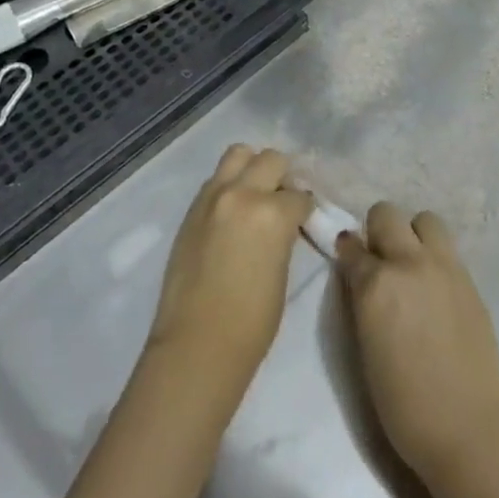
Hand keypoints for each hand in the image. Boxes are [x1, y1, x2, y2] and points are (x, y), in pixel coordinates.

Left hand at [148, 145, 311, 397]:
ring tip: (257, 193)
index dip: (306, 208)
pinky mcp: (192, 208)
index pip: (300, 194)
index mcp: (272, 212)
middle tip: (284, 200)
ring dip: (252, 168)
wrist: (197, 343)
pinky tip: (233, 210)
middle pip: (271, 159)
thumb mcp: (282, 271)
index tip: (306, 218)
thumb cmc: (252, 321)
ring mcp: (212, 196)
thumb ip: (283, 234)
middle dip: (283, 176)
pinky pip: (216, 180)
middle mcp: (242, 193)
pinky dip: (229, 184)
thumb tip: (284, 222)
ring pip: (238, 154)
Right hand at [336, 203, 498, 493]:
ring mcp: (444, 268)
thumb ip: (362, 301)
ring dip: (412, 235)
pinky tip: (434, 288)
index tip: (348, 261)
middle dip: (378, 230)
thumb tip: (361, 277)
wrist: (471, 431)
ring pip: (425, 220)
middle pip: (386, 214)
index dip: (347, 253)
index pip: (351, 246)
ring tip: (411, 267)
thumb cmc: (405, 406)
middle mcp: (409, 263)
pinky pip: (447, 249)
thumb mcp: (365, 348)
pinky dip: (435, 257)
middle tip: (379, 261)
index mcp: (376, 283)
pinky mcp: (470, 281)